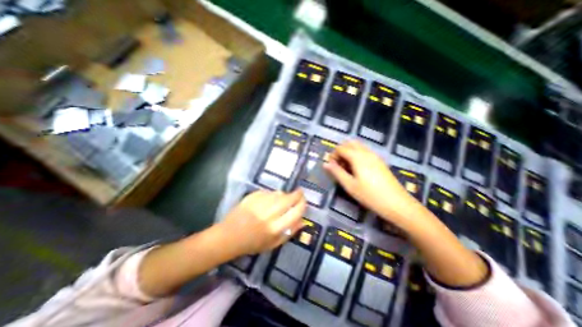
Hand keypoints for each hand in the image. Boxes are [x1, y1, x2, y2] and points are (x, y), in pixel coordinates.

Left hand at [219, 190, 305, 256]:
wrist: (229, 236)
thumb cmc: (252, 243)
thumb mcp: (273, 244)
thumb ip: (290, 233)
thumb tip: (303, 221)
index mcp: (275, 228)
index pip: (296, 211)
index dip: (303, 204)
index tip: (304, 201)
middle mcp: (269, 214)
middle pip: (289, 198)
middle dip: (297, 194)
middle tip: (299, 193)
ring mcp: (260, 203)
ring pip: (279, 193)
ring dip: (284, 195)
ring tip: (282, 199)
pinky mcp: (252, 197)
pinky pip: (268, 192)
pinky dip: (271, 194)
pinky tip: (268, 199)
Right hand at [323, 139, 423, 222]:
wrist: (397, 204)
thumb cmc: (370, 195)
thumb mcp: (350, 185)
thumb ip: (336, 172)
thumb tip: (325, 164)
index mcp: (357, 157)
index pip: (340, 148)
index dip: (333, 155)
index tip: (331, 166)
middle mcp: (366, 152)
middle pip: (350, 143)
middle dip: (341, 151)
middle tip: (338, 165)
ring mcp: (375, 156)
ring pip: (358, 146)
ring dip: (349, 152)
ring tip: (347, 168)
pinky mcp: (380, 161)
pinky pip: (365, 152)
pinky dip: (357, 155)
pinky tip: (357, 169)